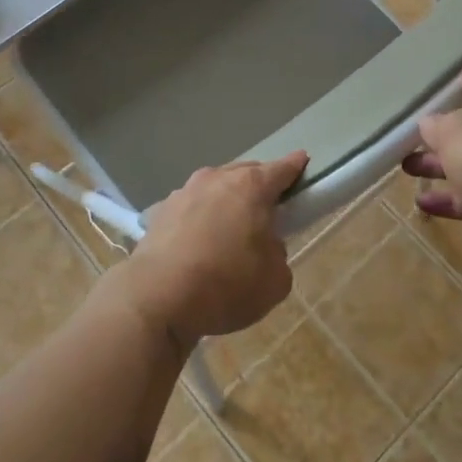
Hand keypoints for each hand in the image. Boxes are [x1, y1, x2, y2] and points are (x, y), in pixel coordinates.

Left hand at [112, 150, 307, 347]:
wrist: (157, 297)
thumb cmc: (226, 285)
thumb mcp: (275, 280)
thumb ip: (278, 255)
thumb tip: (265, 247)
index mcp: (251, 187)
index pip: (282, 168)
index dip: (295, 167)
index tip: (303, 163)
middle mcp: (217, 179)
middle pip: (246, 173)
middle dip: (259, 186)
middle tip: (268, 210)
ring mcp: (184, 192)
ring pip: (214, 188)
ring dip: (225, 201)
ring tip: (229, 230)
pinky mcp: (160, 212)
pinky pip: (189, 208)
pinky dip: (198, 219)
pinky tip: (197, 243)